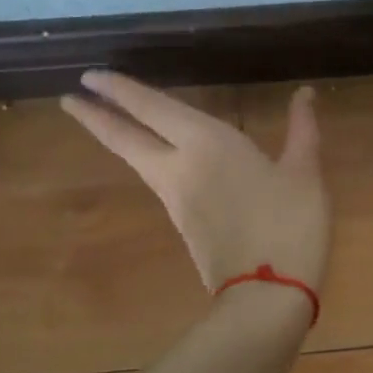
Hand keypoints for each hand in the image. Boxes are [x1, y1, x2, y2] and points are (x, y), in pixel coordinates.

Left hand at [61, 73, 330, 292]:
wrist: (266, 295)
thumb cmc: (289, 224)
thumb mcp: (305, 173)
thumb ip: (302, 129)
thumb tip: (304, 94)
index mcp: (207, 144)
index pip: (152, 108)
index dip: (122, 90)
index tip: (90, 76)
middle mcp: (180, 167)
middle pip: (126, 138)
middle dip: (96, 117)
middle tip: (67, 99)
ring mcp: (176, 200)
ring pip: (137, 161)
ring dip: (118, 138)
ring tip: (106, 122)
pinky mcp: (183, 225)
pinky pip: (157, 181)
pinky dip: (146, 160)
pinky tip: (159, 160)